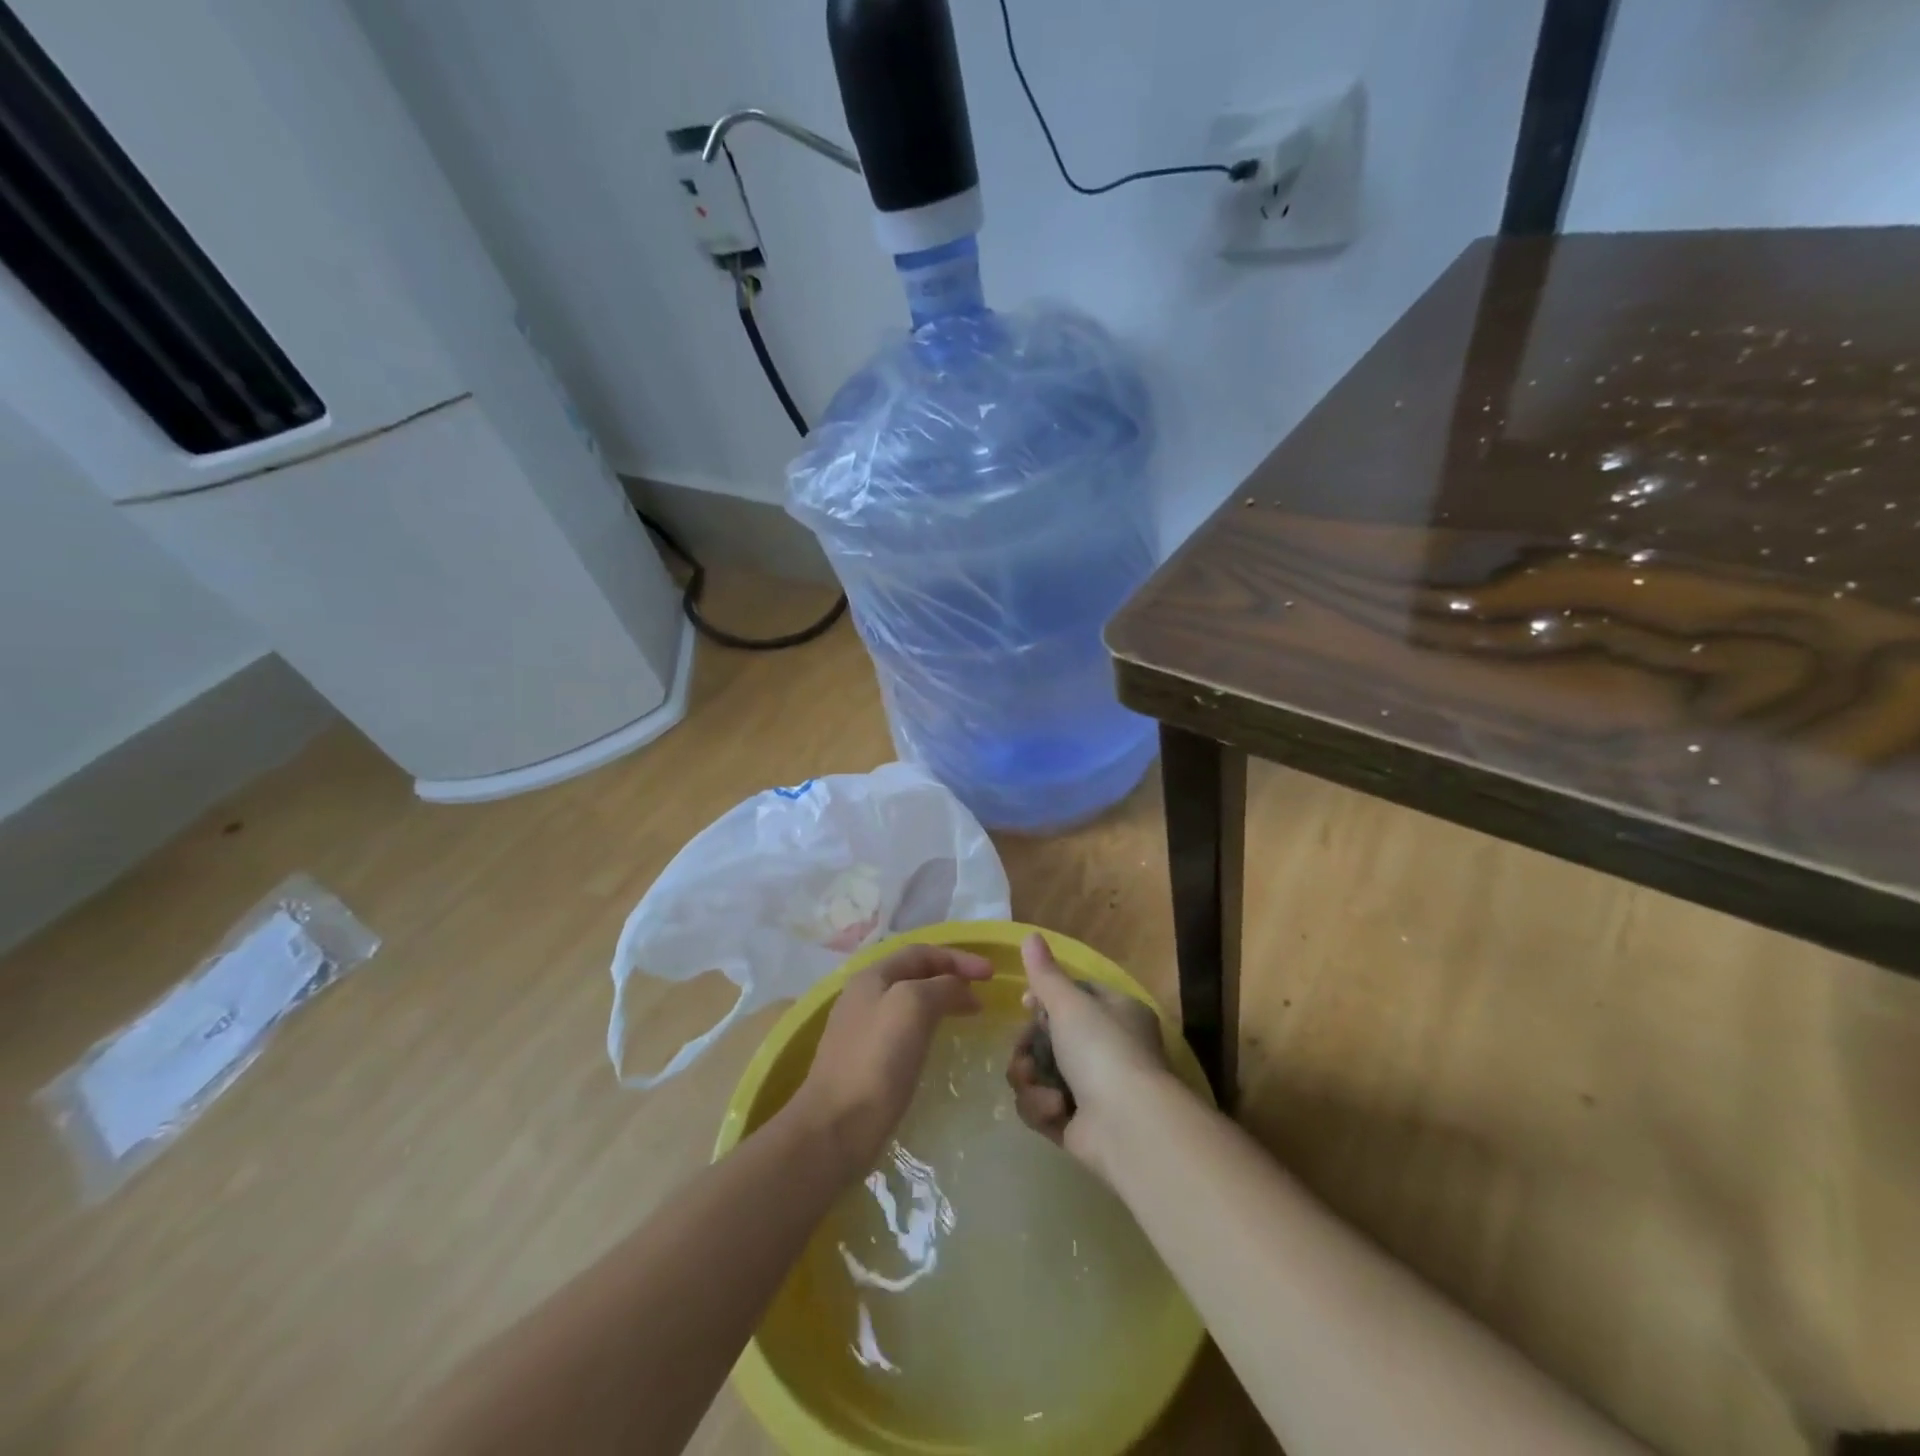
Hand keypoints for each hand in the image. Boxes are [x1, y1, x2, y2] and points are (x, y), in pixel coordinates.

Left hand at [789, 943, 991, 1176]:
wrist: (835, 1128)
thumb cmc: (877, 1060)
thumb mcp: (913, 1006)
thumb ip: (940, 986)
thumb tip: (960, 988)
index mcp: (871, 976)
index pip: (921, 952)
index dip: (958, 958)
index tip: (991, 974)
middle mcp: (863, 996)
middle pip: (914, 974)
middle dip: (951, 977)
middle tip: (983, 993)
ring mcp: (861, 1030)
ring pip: (909, 1002)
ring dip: (941, 1000)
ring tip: (969, 1014)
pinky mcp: (865, 1062)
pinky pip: (904, 1029)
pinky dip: (929, 1025)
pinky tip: (939, 1043)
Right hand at [1006, 933, 1171, 1176]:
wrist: (1129, 1126)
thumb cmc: (1102, 1050)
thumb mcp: (1070, 1004)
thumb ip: (1045, 974)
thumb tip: (1030, 935)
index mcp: (1115, 1013)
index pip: (1074, 997)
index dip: (1044, 1000)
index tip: (1026, 1004)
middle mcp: (1106, 1048)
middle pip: (1047, 1038)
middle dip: (1028, 1046)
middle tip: (1024, 1053)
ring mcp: (1092, 1089)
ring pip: (1038, 1073)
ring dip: (1029, 1079)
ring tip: (1036, 1085)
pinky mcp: (1076, 1125)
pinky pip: (1042, 1107)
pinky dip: (1042, 1108)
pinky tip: (1054, 1110)